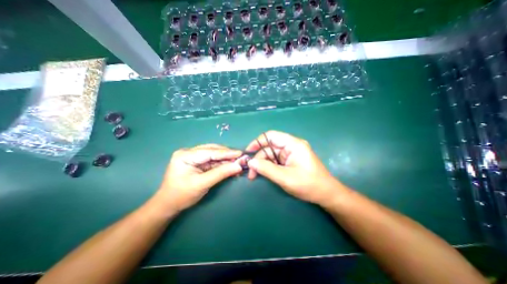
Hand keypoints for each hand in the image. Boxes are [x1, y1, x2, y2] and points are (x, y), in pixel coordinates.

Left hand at [153, 146, 241, 213]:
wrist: (168, 205)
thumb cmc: (181, 195)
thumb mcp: (202, 184)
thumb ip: (221, 173)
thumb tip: (238, 166)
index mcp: (185, 155)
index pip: (210, 152)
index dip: (226, 153)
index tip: (240, 153)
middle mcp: (189, 152)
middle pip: (212, 150)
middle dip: (227, 155)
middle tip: (240, 159)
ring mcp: (192, 156)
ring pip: (213, 155)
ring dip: (225, 159)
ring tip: (237, 163)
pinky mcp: (197, 161)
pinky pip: (212, 160)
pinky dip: (221, 163)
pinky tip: (229, 166)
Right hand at [246, 131, 348, 206]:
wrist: (326, 194)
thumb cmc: (308, 185)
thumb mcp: (285, 177)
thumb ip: (266, 168)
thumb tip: (250, 162)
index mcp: (293, 144)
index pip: (271, 136)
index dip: (257, 142)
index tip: (248, 153)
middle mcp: (291, 146)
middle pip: (269, 147)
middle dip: (259, 158)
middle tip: (250, 172)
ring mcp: (291, 153)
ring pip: (271, 155)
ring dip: (262, 164)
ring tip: (254, 176)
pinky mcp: (290, 160)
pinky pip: (275, 160)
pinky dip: (268, 166)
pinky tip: (263, 174)